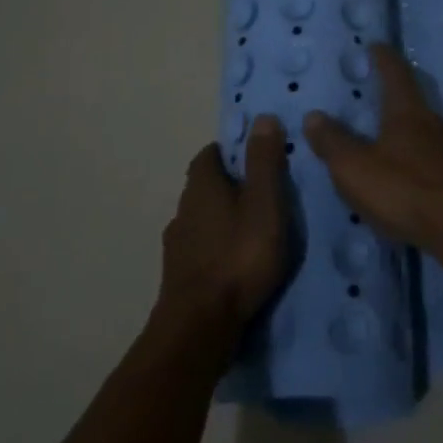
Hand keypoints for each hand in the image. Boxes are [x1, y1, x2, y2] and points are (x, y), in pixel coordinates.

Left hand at [159, 116, 287, 331]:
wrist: (200, 325)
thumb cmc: (239, 256)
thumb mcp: (264, 204)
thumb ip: (264, 162)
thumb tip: (263, 117)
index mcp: (202, 186)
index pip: (210, 154)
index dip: (233, 151)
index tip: (258, 157)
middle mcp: (183, 209)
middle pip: (205, 186)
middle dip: (231, 185)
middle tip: (265, 194)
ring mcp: (177, 245)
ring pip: (202, 219)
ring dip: (223, 219)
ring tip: (255, 230)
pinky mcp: (179, 275)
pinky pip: (201, 249)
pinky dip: (217, 247)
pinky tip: (237, 262)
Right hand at [302, 45, 442, 260]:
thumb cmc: (405, 189)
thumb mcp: (355, 168)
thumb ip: (333, 142)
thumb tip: (314, 115)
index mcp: (408, 113)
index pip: (395, 74)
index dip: (384, 58)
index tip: (376, 45)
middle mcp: (435, 124)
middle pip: (415, 101)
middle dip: (397, 95)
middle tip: (379, 93)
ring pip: (427, 131)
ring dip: (409, 129)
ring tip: (390, 136)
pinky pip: (435, 159)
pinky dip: (419, 158)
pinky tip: (412, 173)